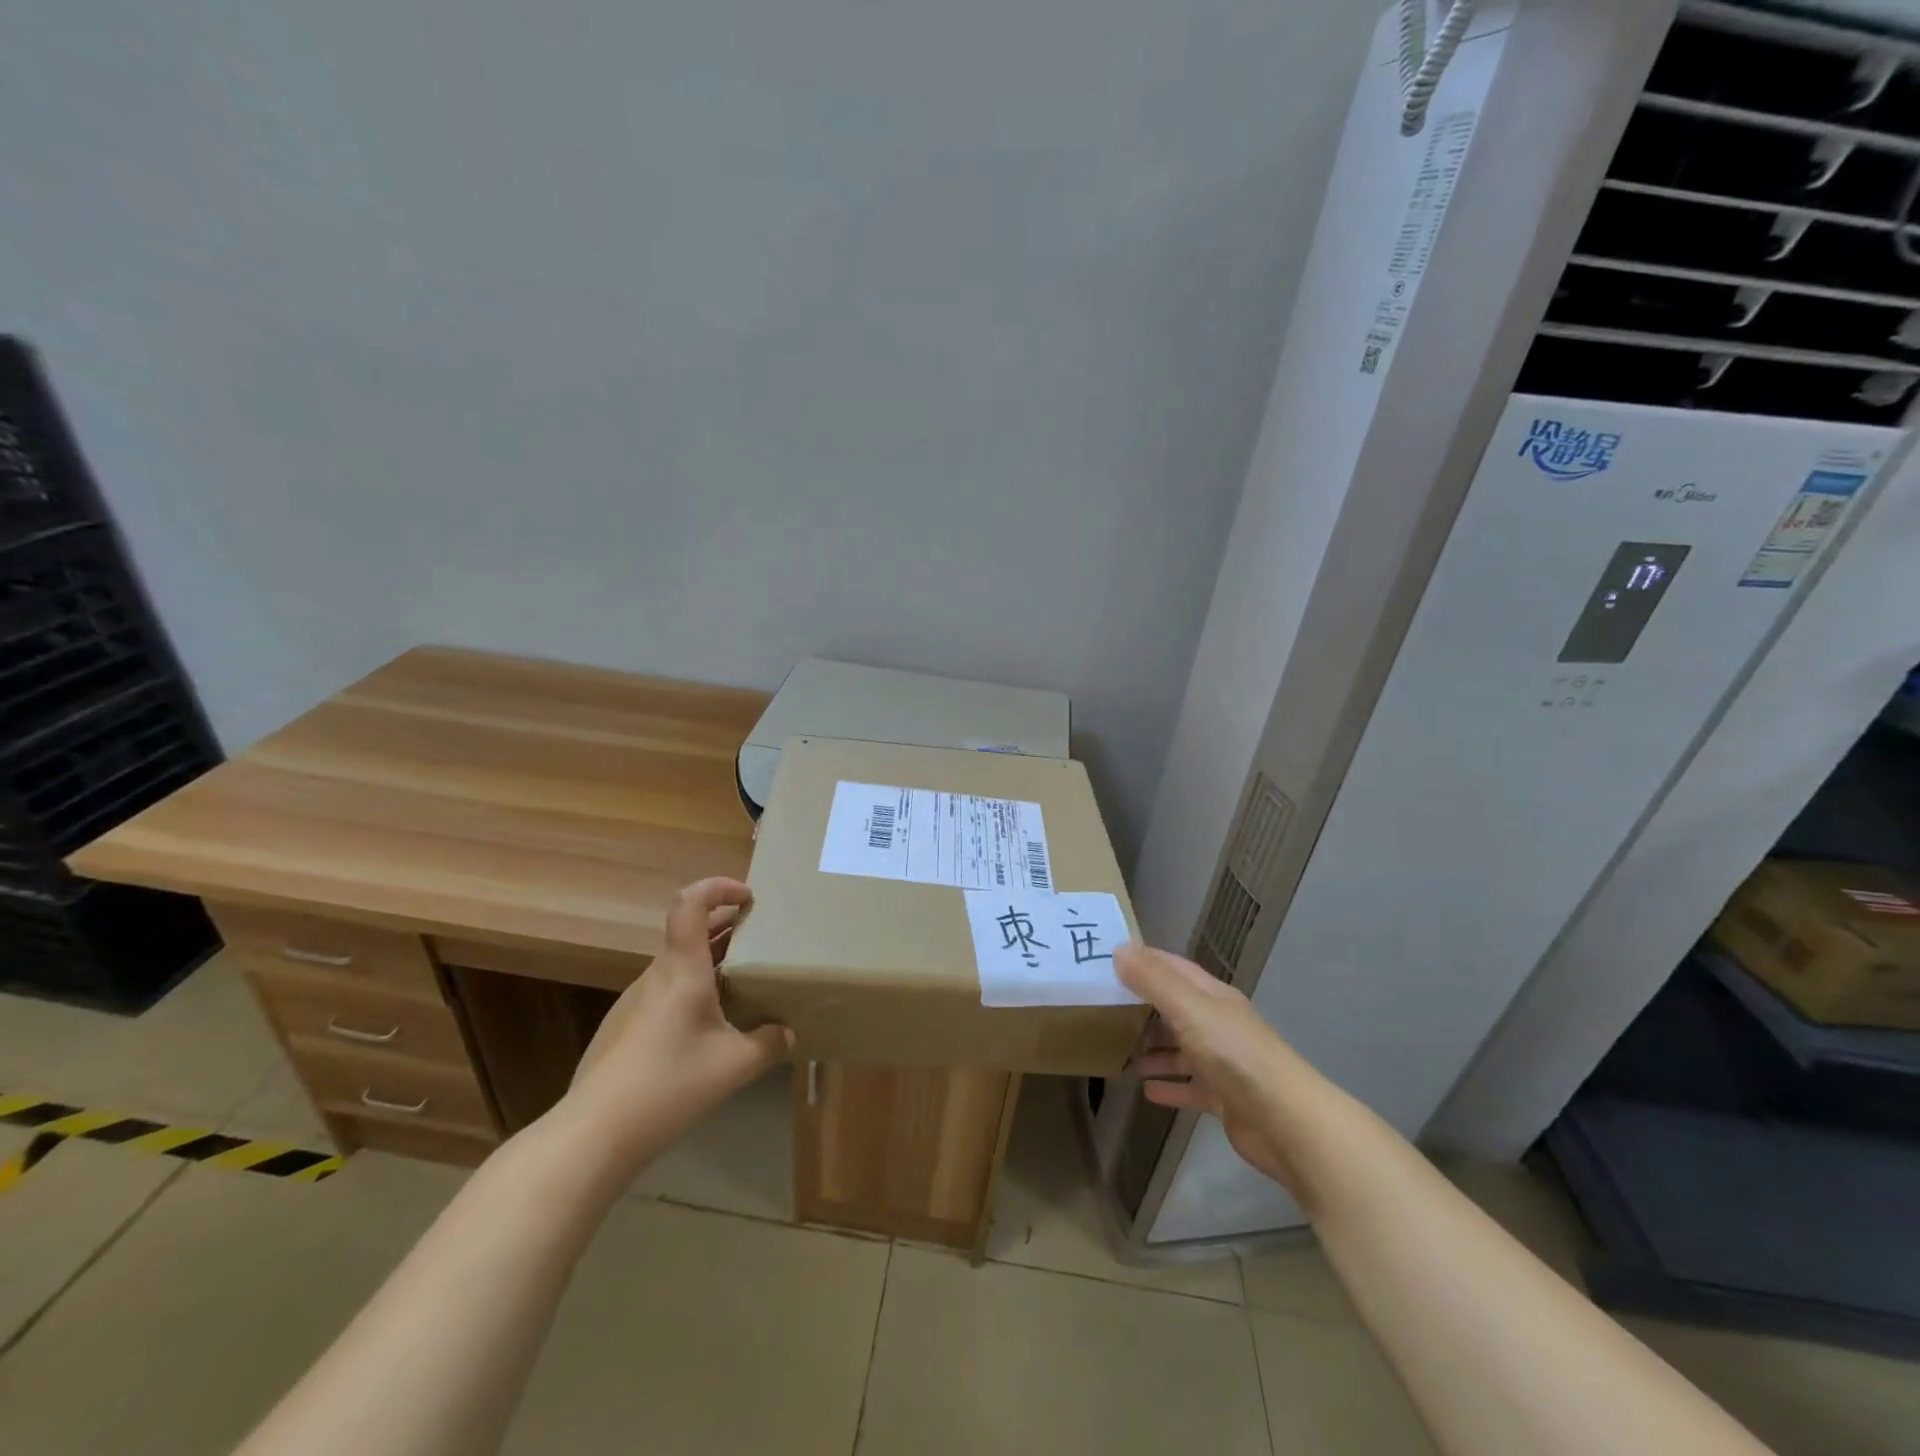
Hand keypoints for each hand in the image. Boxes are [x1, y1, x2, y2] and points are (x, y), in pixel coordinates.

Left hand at [563, 877, 792, 1164]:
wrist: (593, 1134)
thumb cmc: (668, 1085)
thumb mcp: (734, 1067)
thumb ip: (768, 1044)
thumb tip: (786, 1033)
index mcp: (682, 969)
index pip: (690, 903)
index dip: (719, 888)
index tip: (749, 898)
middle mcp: (656, 975)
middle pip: (689, 930)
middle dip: (727, 924)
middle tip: (760, 938)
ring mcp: (634, 1000)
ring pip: (678, 962)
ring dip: (711, 959)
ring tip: (741, 983)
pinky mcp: (622, 1025)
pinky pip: (665, 990)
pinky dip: (692, 987)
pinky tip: (707, 1026)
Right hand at [1116, 944, 1301, 1195]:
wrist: (1286, 1122)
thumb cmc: (1235, 1055)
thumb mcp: (1190, 1009)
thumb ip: (1154, 981)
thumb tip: (1120, 950)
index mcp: (1212, 997)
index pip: (1173, 968)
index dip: (1143, 961)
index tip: (1108, 959)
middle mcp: (1217, 1024)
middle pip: (1174, 1008)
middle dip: (1141, 1006)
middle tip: (1101, 1008)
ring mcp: (1222, 1062)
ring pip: (1179, 1049)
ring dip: (1151, 1049)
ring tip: (1116, 1053)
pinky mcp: (1224, 1098)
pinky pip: (1189, 1087)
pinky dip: (1169, 1085)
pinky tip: (1146, 1090)